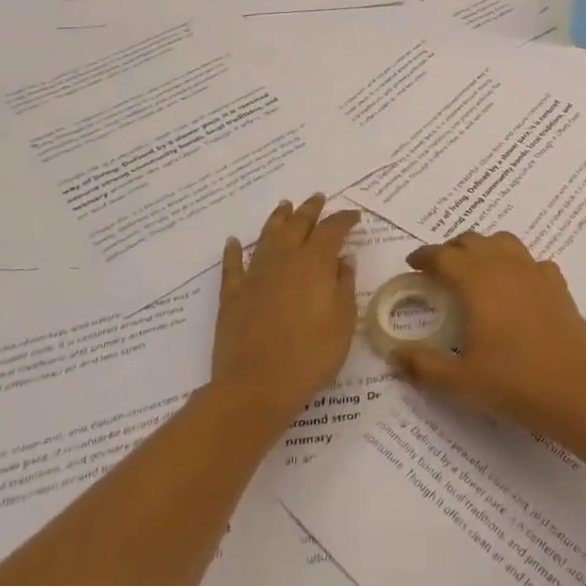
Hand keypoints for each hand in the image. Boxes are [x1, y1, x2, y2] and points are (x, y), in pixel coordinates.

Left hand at [213, 195, 359, 425]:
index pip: (332, 231)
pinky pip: (232, 266)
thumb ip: (344, 286)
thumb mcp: (342, 323)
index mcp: (315, 264)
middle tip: (318, 198)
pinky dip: (233, 251)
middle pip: (298, 225)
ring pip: (267, 237)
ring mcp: (254, 276)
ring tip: (285, 206)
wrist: (256, 386)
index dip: (344, 220)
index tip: (354, 216)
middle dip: (310, 210)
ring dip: (278, 219)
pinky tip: (233, 241)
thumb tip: (343, 260)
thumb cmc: (310, 357)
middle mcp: (284, 261)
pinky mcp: (232, 295)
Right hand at [390, 231, 585, 440]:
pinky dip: (517, 265)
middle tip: (438, 269)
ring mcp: (535, 273)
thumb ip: (423, 365)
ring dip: (484, 248)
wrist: (577, 391)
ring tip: (474, 270)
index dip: (424, 257)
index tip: (412, 265)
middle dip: (451, 249)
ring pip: (504, 242)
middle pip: (472, 241)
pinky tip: (516, 286)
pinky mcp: (558, 286)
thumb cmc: (513, 382)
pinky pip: (532, 262)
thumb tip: (394, 354)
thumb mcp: (459, 381)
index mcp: (476, 281)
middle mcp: (505, 267)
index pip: (443, 256)